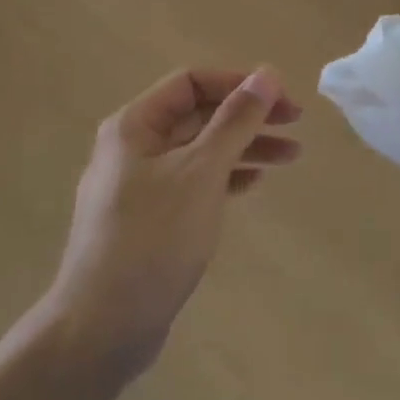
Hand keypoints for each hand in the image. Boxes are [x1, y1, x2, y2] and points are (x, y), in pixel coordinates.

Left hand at [46, 67, 302, 378]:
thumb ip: (235, 121)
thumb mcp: (201, 172)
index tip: (282, 99)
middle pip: (197, 115)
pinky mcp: (149, 219)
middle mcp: (133, 147)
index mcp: (134, 125)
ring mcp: (139, 185)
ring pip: (199, 151)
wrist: (103, 327)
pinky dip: (224, 178)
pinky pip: (193, 183)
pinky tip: (253, 184)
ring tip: (291, 156)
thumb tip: (267, 73)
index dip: (238, 83)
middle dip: (247, 116)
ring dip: (243, 147)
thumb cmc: (153, 239)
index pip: (191, 82)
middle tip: (297, 124)